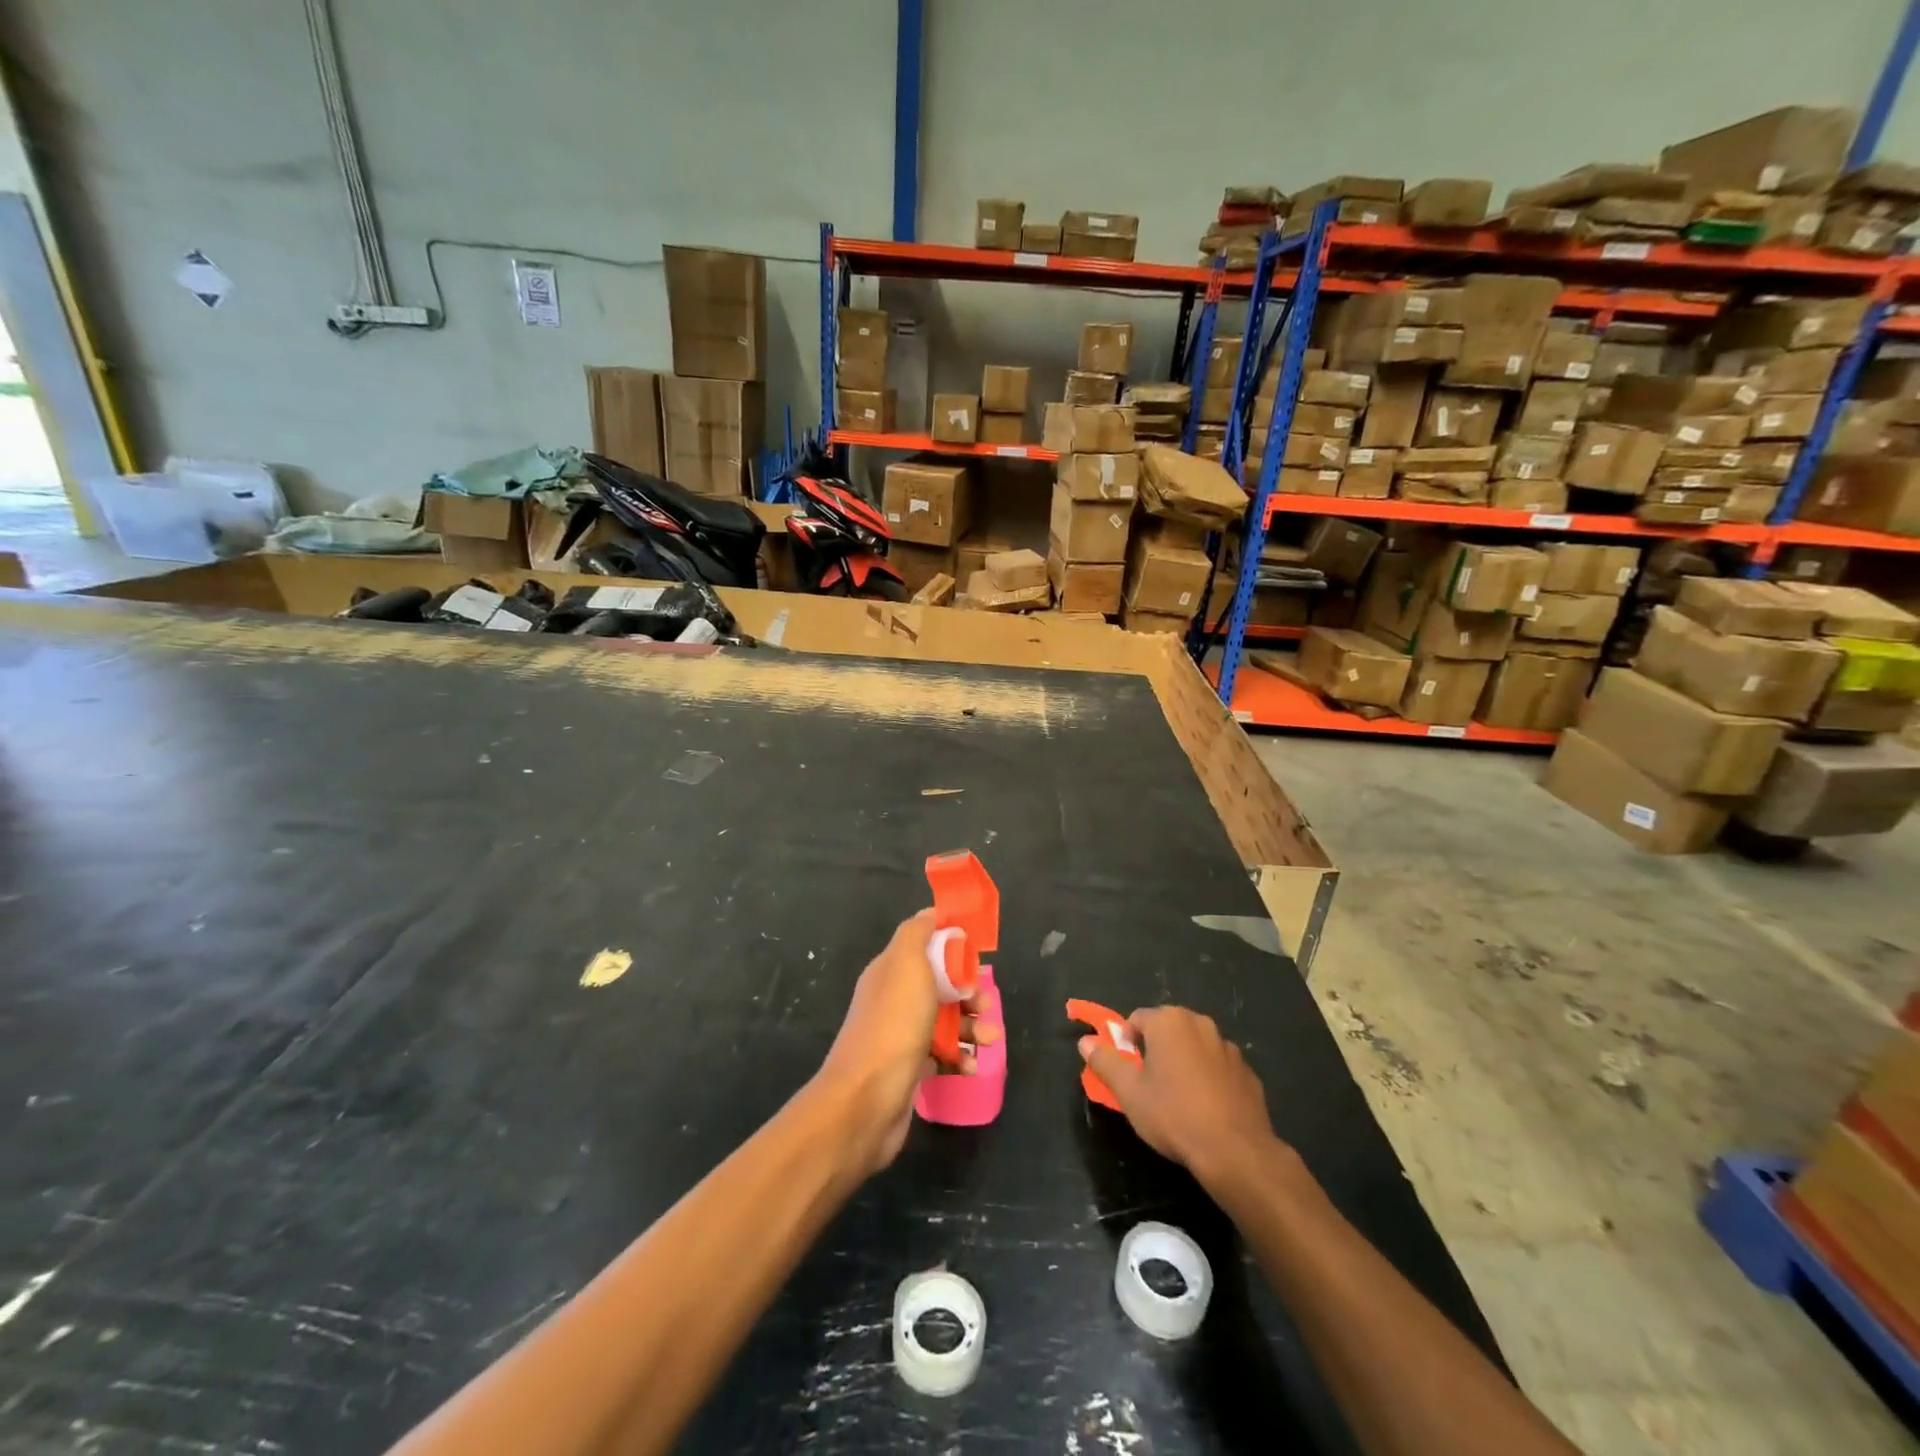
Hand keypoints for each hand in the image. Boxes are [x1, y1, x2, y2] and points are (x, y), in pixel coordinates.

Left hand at [815, 909, 999, 1173]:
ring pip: (944, 1022)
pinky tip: (970, 1067)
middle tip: (986, 1006)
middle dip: (969, 993)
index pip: (926, 949)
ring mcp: (900, 1036)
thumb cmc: (893, 1024)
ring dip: (971, 1028)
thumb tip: (931, 912)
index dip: (953, 950)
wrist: (866, 1099)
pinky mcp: (909, 1069)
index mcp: (890, 971)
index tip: (977, 958)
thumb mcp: (906, 964)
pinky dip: (959, 1058)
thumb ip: (917, 933)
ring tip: (990, 1040)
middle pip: (940, 986)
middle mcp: (893, 1000)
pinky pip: (941, 1056)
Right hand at [1079, 1006, 1279, 1181]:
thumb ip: (1105, 1062)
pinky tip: (1207, 1110)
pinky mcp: (1248, 1072)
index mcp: (1169, 1021)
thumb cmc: (1174, 1115)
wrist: (1236, 1151)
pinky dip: (1209, 1080)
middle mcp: (1200, 1023)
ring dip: (1183, 1063)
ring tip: (1179, 1101)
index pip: (1136, 1020)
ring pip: (1194, 1048)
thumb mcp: (1129, 1092)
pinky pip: (1218, 1068)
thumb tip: (1085, 1042)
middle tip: (1149, 1086)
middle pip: (1167, 1030)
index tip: (1127, 1074)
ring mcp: (1228, 1047)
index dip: (1126, 1045)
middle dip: (1155, 1052)